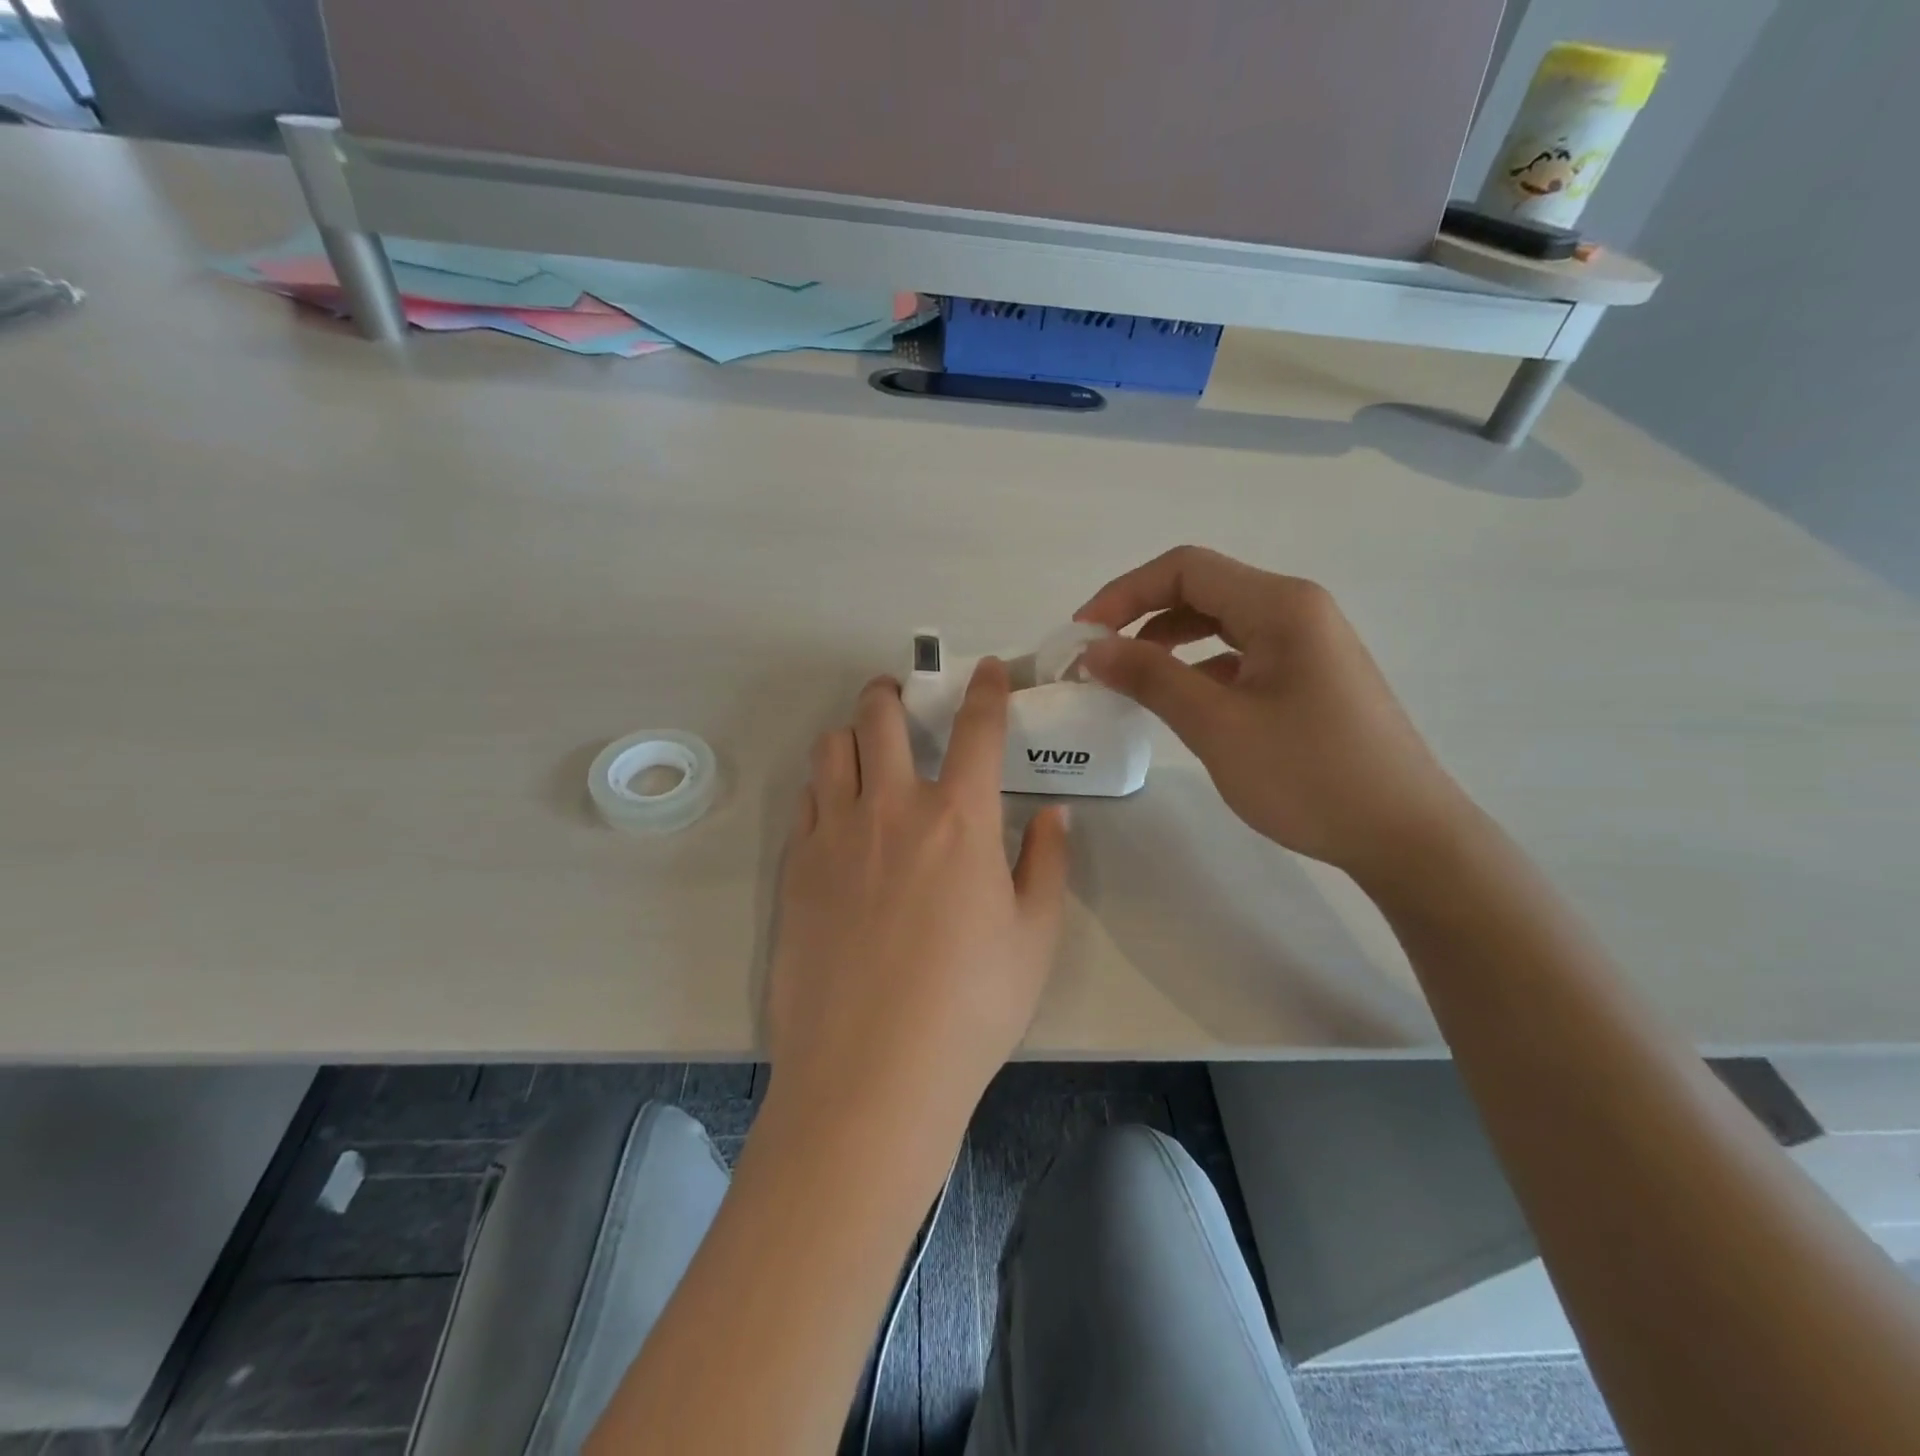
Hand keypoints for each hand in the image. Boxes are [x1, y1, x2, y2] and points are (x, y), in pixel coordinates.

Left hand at [766, 662, 1069, 1133]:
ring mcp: (834, 834)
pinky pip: (806, 799)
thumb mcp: (1035, 937)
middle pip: (880, 716)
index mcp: (959, 819)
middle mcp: (892, 808)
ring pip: (831, 748)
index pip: (976, 729)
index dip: (984, 689)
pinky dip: (825, 787)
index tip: (985, 669)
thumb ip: (1047, 863)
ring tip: (865, 752)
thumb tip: (1053, 815)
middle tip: (902, 698)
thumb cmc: (970, 1008)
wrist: (871, 1073)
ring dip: (852, 735)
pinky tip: (839, 813)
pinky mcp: (796, 866)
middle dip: (892, 692)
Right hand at [1076, 546, 1469, 884]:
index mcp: (1280, 605)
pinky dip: (1199, 667)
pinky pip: (1241, 655)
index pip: (1185, 569)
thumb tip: (1094, 649)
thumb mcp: (1218, 725)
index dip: (1124, 593)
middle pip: (1203, 589)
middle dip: (1141, 615)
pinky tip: (1181, 701)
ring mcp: (1308, 645)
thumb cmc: (1309, 775)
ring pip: (1221, 623)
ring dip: (1168, 642)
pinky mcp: (1309, 678)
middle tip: (1098, 657)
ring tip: (1129, 679)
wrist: (1405, 835)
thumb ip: (1151, 678)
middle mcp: (1297, 610)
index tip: (1082, 635)